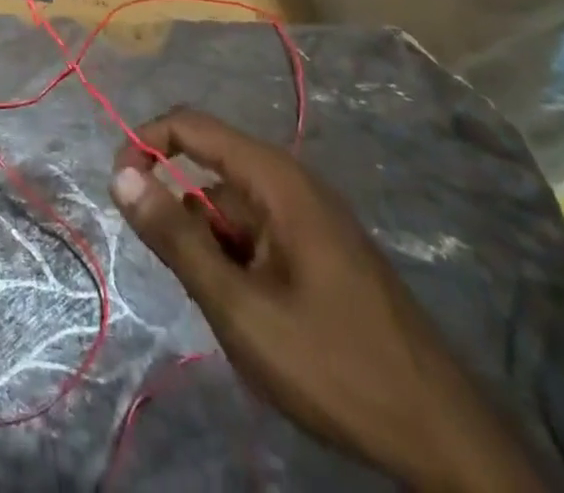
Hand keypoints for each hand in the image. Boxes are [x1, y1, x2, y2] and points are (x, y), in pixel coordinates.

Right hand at [111, 111, 544, 492]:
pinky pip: (260, 236)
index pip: (191, 125)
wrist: (444, 438)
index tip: (120, 188)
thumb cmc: (334, 364)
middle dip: (190, 225)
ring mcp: (313, 216)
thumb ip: (176, 238)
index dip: (145, 143)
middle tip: (204, 290)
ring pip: (233, 213)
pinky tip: (267, 322)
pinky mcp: (324, 248)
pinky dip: (244, 267)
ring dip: (218, 254)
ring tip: (243, 319)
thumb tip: (120, 174)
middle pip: (212, 175)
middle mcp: (293, 183)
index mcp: (275, 179)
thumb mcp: (239, 308)